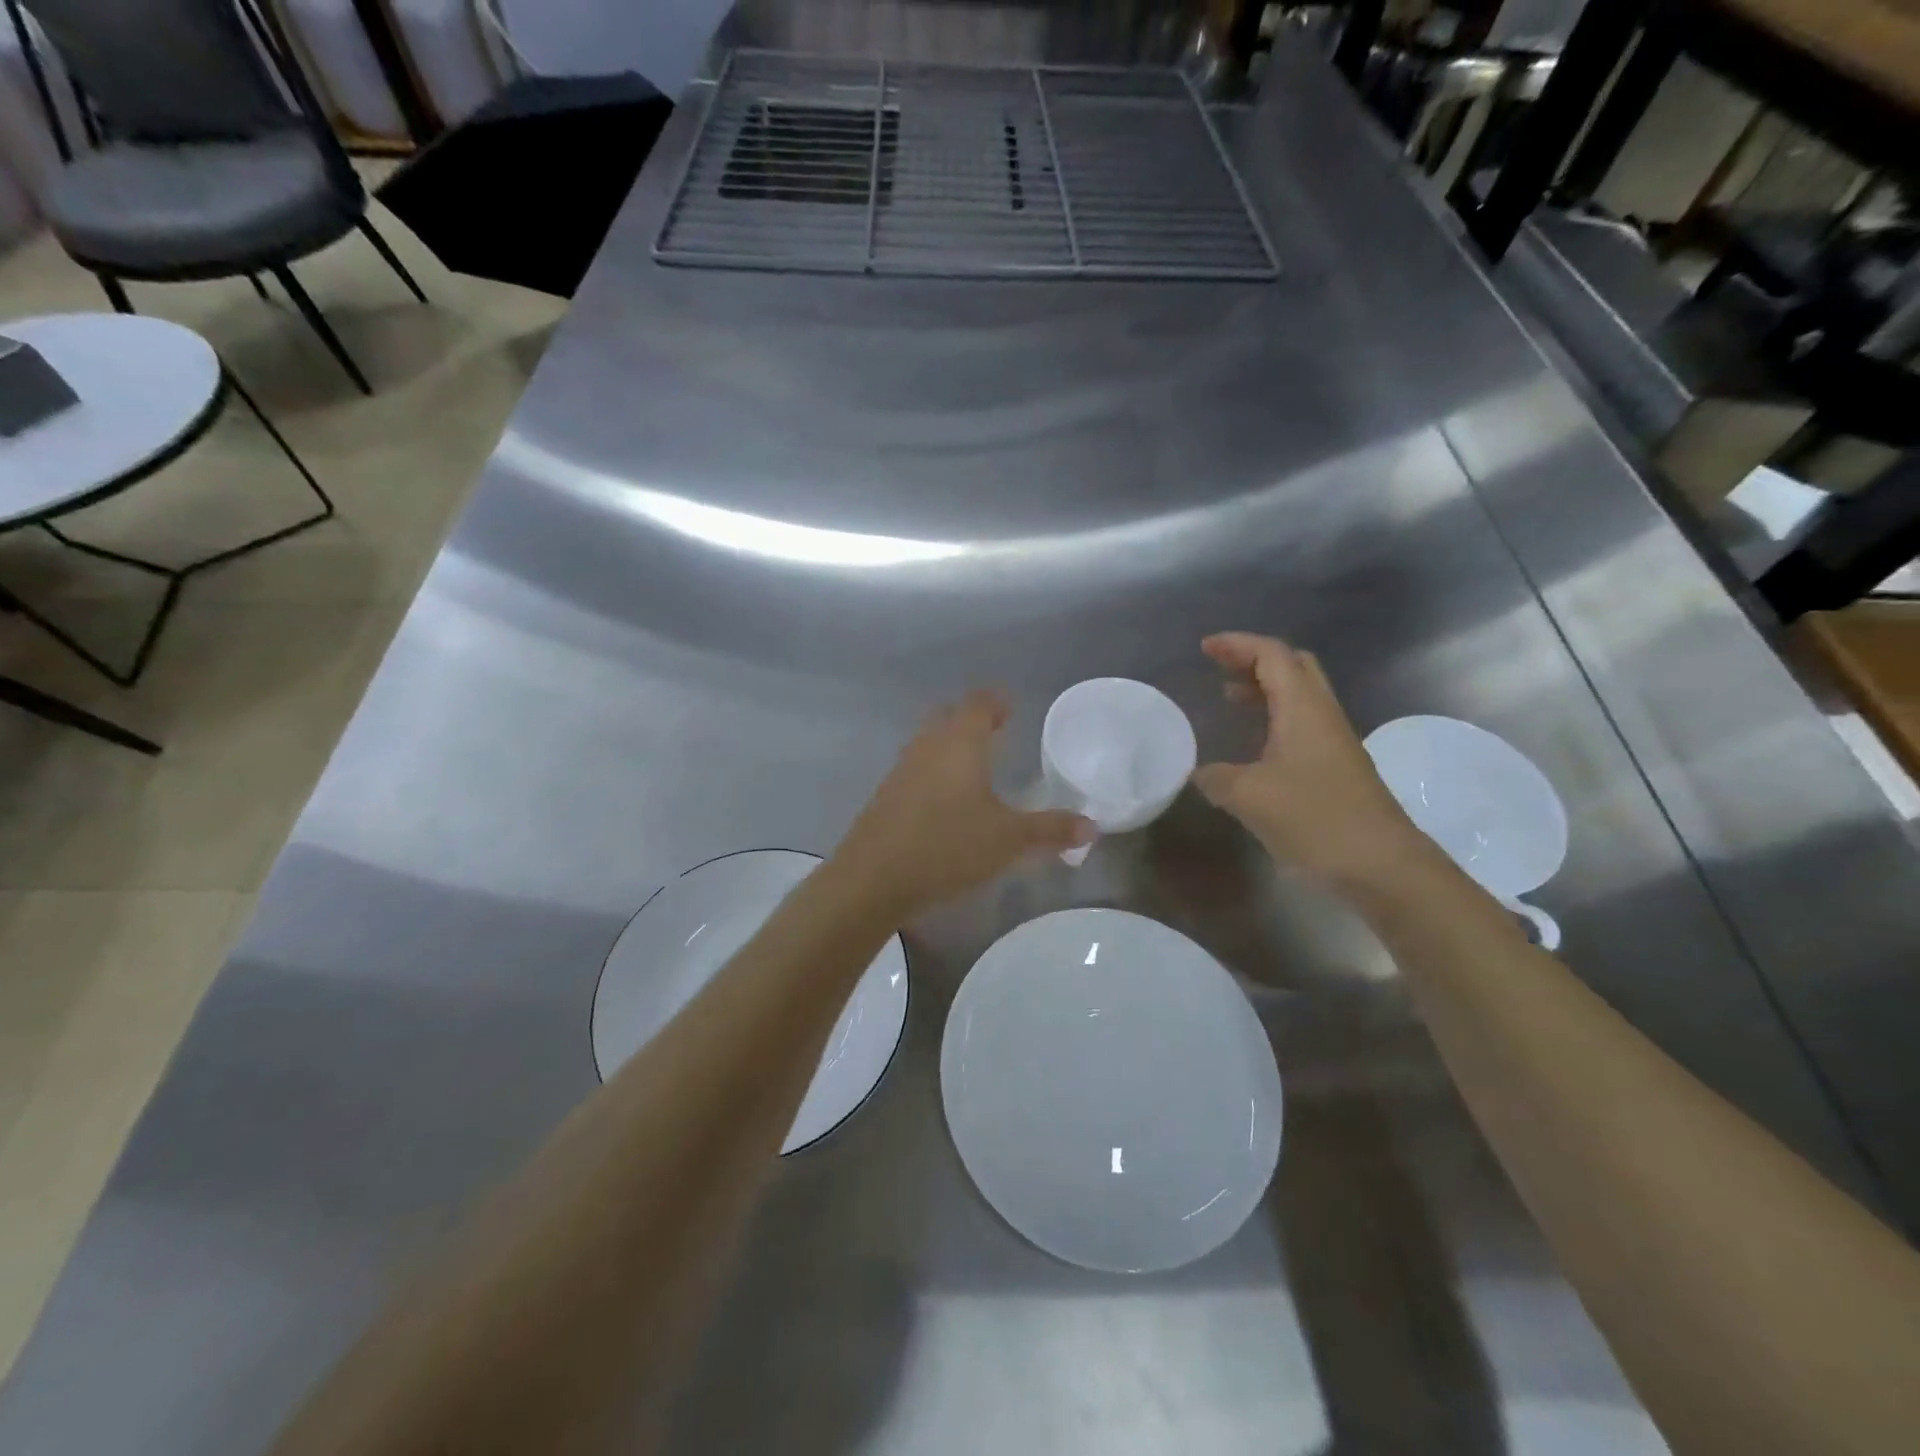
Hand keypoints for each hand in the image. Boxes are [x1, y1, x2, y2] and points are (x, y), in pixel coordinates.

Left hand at [832, 691, 1092, 920]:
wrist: (873, 879)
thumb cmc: (948, 846)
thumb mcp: (1009, 840)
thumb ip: (1051, 830)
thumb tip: (1092, 826)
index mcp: (960, 741)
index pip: (980, 703)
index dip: (997, 702)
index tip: (1012, 710)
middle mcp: (927, 745)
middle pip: (950, 717)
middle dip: (973, 722)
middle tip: (999, 736)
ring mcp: (901, 769)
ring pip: (930, 744)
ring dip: (952, 748)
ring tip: (977, 769)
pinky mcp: (886, 796)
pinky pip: (917, 770)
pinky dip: (936, 774)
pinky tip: (948, 804)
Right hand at [1193, 633, 1430, 889]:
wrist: (1381, 865)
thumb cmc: (1315, 818)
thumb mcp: (1249, 796)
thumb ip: (1216, 777)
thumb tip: (1200, 773)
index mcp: (1304, 708)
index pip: (1272, 655)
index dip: (1237, 644)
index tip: (1204, 648)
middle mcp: (1322, 715)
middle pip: (1293, 666)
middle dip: (1254, 659)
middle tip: (1219, 667)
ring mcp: (1334, 742)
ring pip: (1299, 696)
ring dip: (1264, 688)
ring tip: (1228, 697)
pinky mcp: (1336, 768)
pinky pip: (1301, 724)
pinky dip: (1273, 717)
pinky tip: (1253, 744)